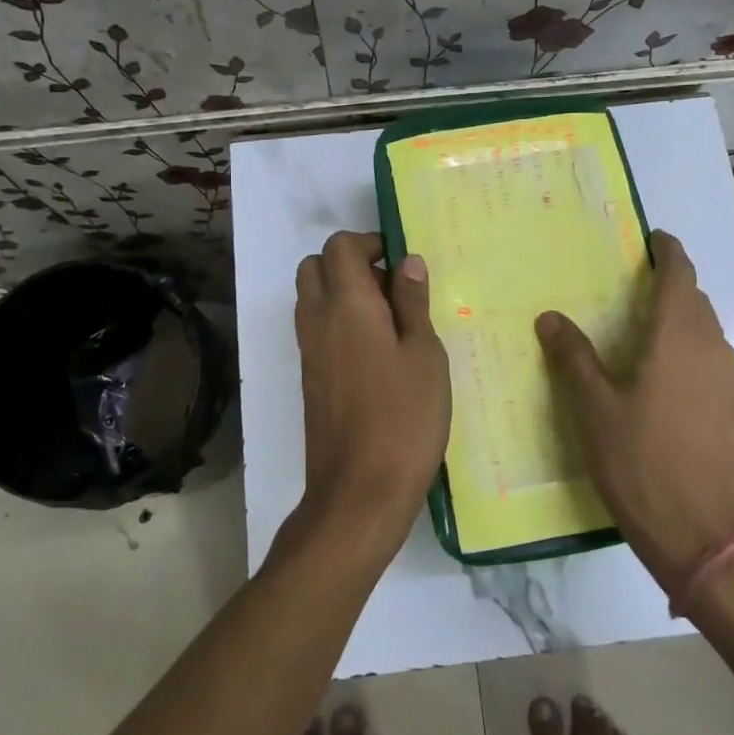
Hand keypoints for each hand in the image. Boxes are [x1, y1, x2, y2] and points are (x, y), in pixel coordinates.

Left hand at [293, 231, 450, 556]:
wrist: (359, 492)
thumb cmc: (404, 418)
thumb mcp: (424, 355)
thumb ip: (412, 303)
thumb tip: (407, 262)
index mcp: (346, 304)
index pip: (339, 247)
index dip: (369, 243)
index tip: (402, 263)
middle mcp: (317, 319)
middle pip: (315, 267)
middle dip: (350, 263)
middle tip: (392, 288)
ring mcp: (308, 351)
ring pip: (312, 298)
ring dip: (343, 293)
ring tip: (390, 321)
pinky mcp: (310, 378)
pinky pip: (316, 329)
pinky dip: (338, 322)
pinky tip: (378, 353)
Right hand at [535, 230, 733, 590]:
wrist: (709, 539)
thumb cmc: (642, 464)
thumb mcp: (595, 411)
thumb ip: (574, 358)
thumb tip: (550, 317)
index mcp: (677, 338)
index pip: (680, 276)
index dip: (669, 252)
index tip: (655, 239)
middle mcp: (714, 350)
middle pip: (695, 303)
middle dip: (671, 288)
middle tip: (636, 291)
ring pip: (707, 336)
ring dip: (681, 326)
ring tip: (648, 340)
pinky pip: (716, 367)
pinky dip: (693, 359)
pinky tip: (671, 389)